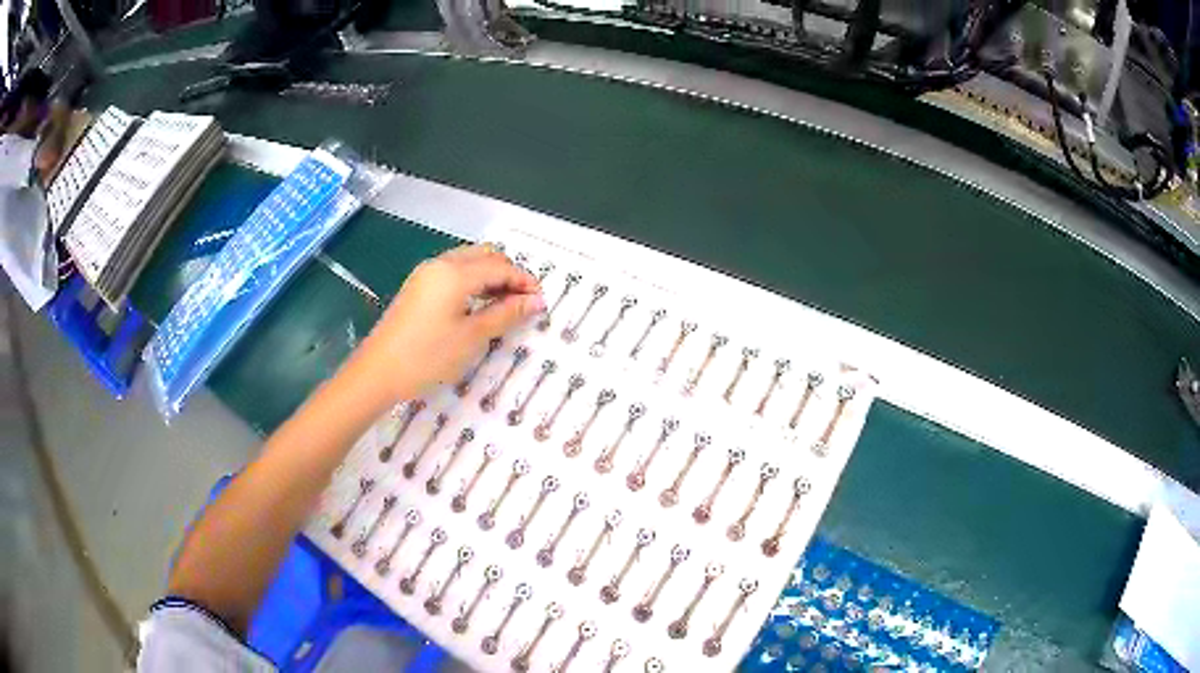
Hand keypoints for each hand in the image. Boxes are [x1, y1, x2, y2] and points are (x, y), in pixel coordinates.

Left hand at [348, 245, 543, 404]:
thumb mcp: (472, 337)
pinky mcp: (417, 287)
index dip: (524, 281)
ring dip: (490, 275)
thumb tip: (536, 301)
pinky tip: (478, 304)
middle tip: (523, 301)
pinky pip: (453, 272)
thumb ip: (505, 314)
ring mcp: (425, 274)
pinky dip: (472, 281)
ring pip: (468, 261)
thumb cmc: (427, 356)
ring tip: (505, 304)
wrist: (377, 372)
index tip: (541, 301)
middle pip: (484, 255)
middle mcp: (441, 264)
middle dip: (508, 273)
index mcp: (455, 272)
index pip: (500, 267)